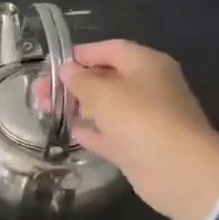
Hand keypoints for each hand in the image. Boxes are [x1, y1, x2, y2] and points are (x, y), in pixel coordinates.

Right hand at [35, 40, 218, 219]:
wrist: (178, 170)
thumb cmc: (140, 118)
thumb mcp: (101, 92)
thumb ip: (79, 79)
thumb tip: (67, 71)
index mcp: (146, 64)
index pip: (108, 49)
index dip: (79, 55)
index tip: (50, 66)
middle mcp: (149, 87)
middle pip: (104, 77)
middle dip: (71, 83)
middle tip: (40, 93)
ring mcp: (146, 118)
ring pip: (105, 106)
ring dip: (77, 106)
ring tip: (46, 110)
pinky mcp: (140, 145)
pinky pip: (110, 132)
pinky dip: (92, 130)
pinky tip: (71, 131)